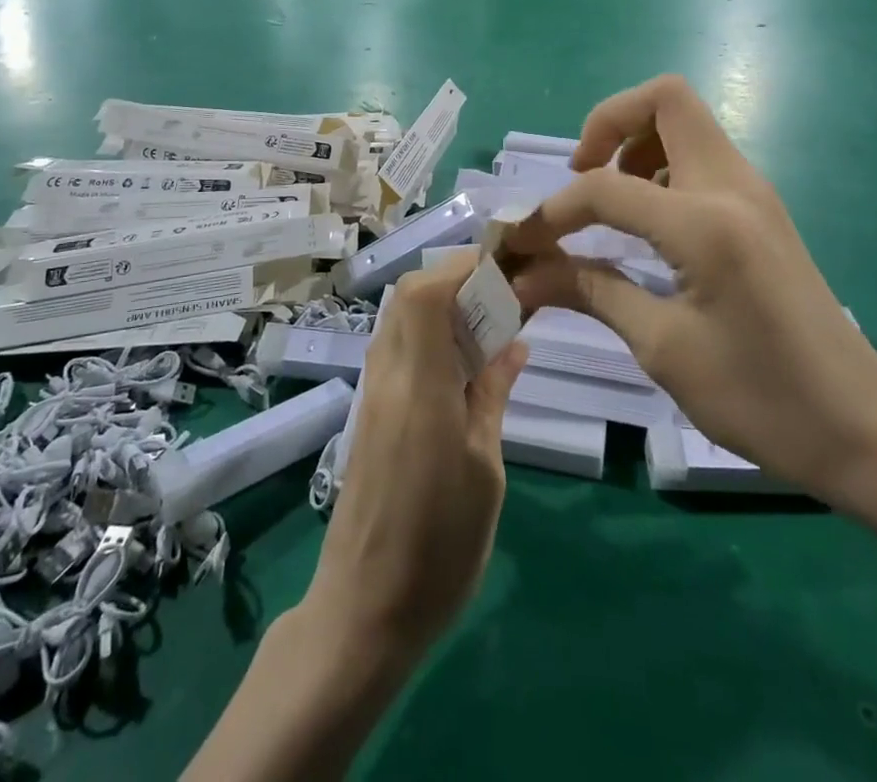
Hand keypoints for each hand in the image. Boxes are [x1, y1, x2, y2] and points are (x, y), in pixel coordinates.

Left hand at [305, 255, 526, 661]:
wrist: (363, 612)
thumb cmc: (438, 547)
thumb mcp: (485, 471)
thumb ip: (492, 395)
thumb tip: (513, 343)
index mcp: (418, 387)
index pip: (425, 295)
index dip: (461, 267)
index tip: (504, 265)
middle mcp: (387, 377)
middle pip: (408, 297)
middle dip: (453, 278)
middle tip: (502, 292)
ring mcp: (373, 394)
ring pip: (400, 320)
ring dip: (441, 305)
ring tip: (490, 322)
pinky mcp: (370, 414)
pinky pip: (398, 350)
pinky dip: (430, 335)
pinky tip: (464, 363)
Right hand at [505, 75, 876, 505]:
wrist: (862, 430)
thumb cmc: (761, 399)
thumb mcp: (664, 348)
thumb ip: (592, 292)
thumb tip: (527, 274)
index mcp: (706, 223)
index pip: (607, 187)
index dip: (554, 209)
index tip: (523, 240)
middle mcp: (733, 186)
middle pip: (665, 98)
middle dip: (608, 123)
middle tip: (582, 176)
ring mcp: (753, 192)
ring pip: (685, 122)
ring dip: (636, 142)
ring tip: (611, 204)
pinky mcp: (761, 209)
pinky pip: (700, 156)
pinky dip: (661, 166)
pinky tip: (647, 224)